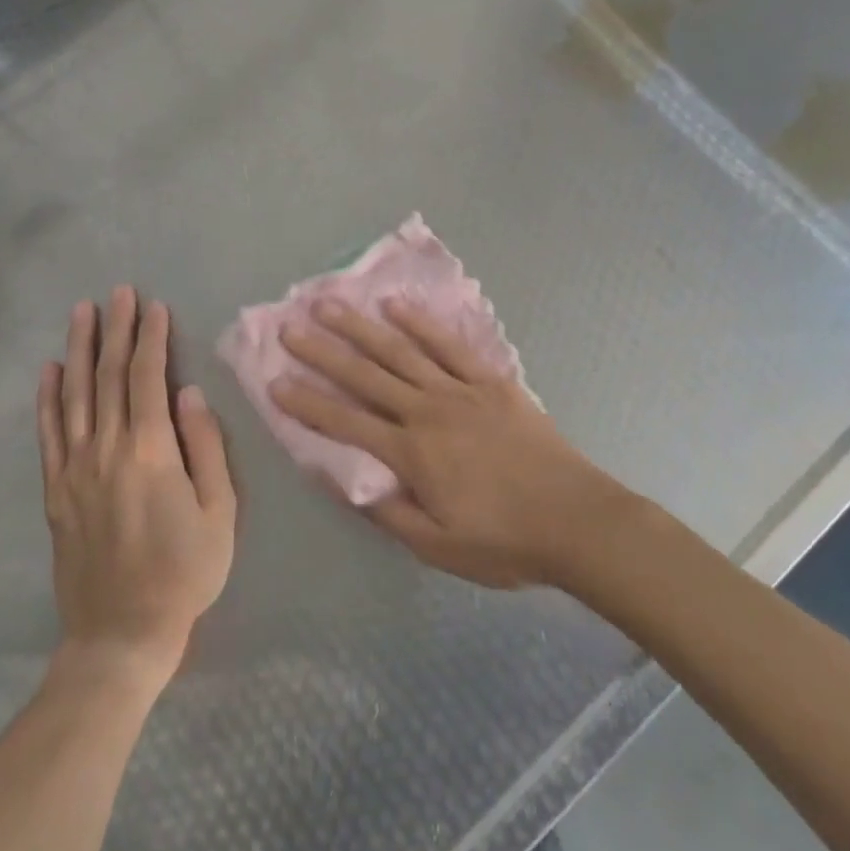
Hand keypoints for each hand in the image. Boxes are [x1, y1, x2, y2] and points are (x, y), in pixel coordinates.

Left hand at [39, 288, 235, 685]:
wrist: (120, 636)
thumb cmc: (184, 572)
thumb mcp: (219, 511)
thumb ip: (206, 446)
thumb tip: (188, 393)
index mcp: (150, 451)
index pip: (147, 378)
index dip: (151, 338)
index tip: (155, 306)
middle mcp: (106, 449)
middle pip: (109, 376)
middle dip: (116, 329)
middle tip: (119, 292)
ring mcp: (74, 469)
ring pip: (75, 395)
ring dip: (79, 349)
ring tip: (82, 312)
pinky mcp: (56, 491)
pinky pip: (48, 433)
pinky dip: (47, 397)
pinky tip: (50, 369)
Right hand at [273, 299, 627, 588]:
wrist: (574, 519)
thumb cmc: (504, 541)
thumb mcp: (438, 547)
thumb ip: (388, 512)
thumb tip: (342, 481)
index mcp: (411, 453)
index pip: (346, 423)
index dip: (308, 403)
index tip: (275, 381)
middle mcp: (427, 411)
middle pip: (366, 375)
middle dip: (323, 351)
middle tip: (290, 327)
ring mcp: (459, 389)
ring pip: (400, 350)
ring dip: (361, 326)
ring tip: (329, 303)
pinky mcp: (489, 379)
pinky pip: (448, 344)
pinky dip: (420, 322)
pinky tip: (396, 305)